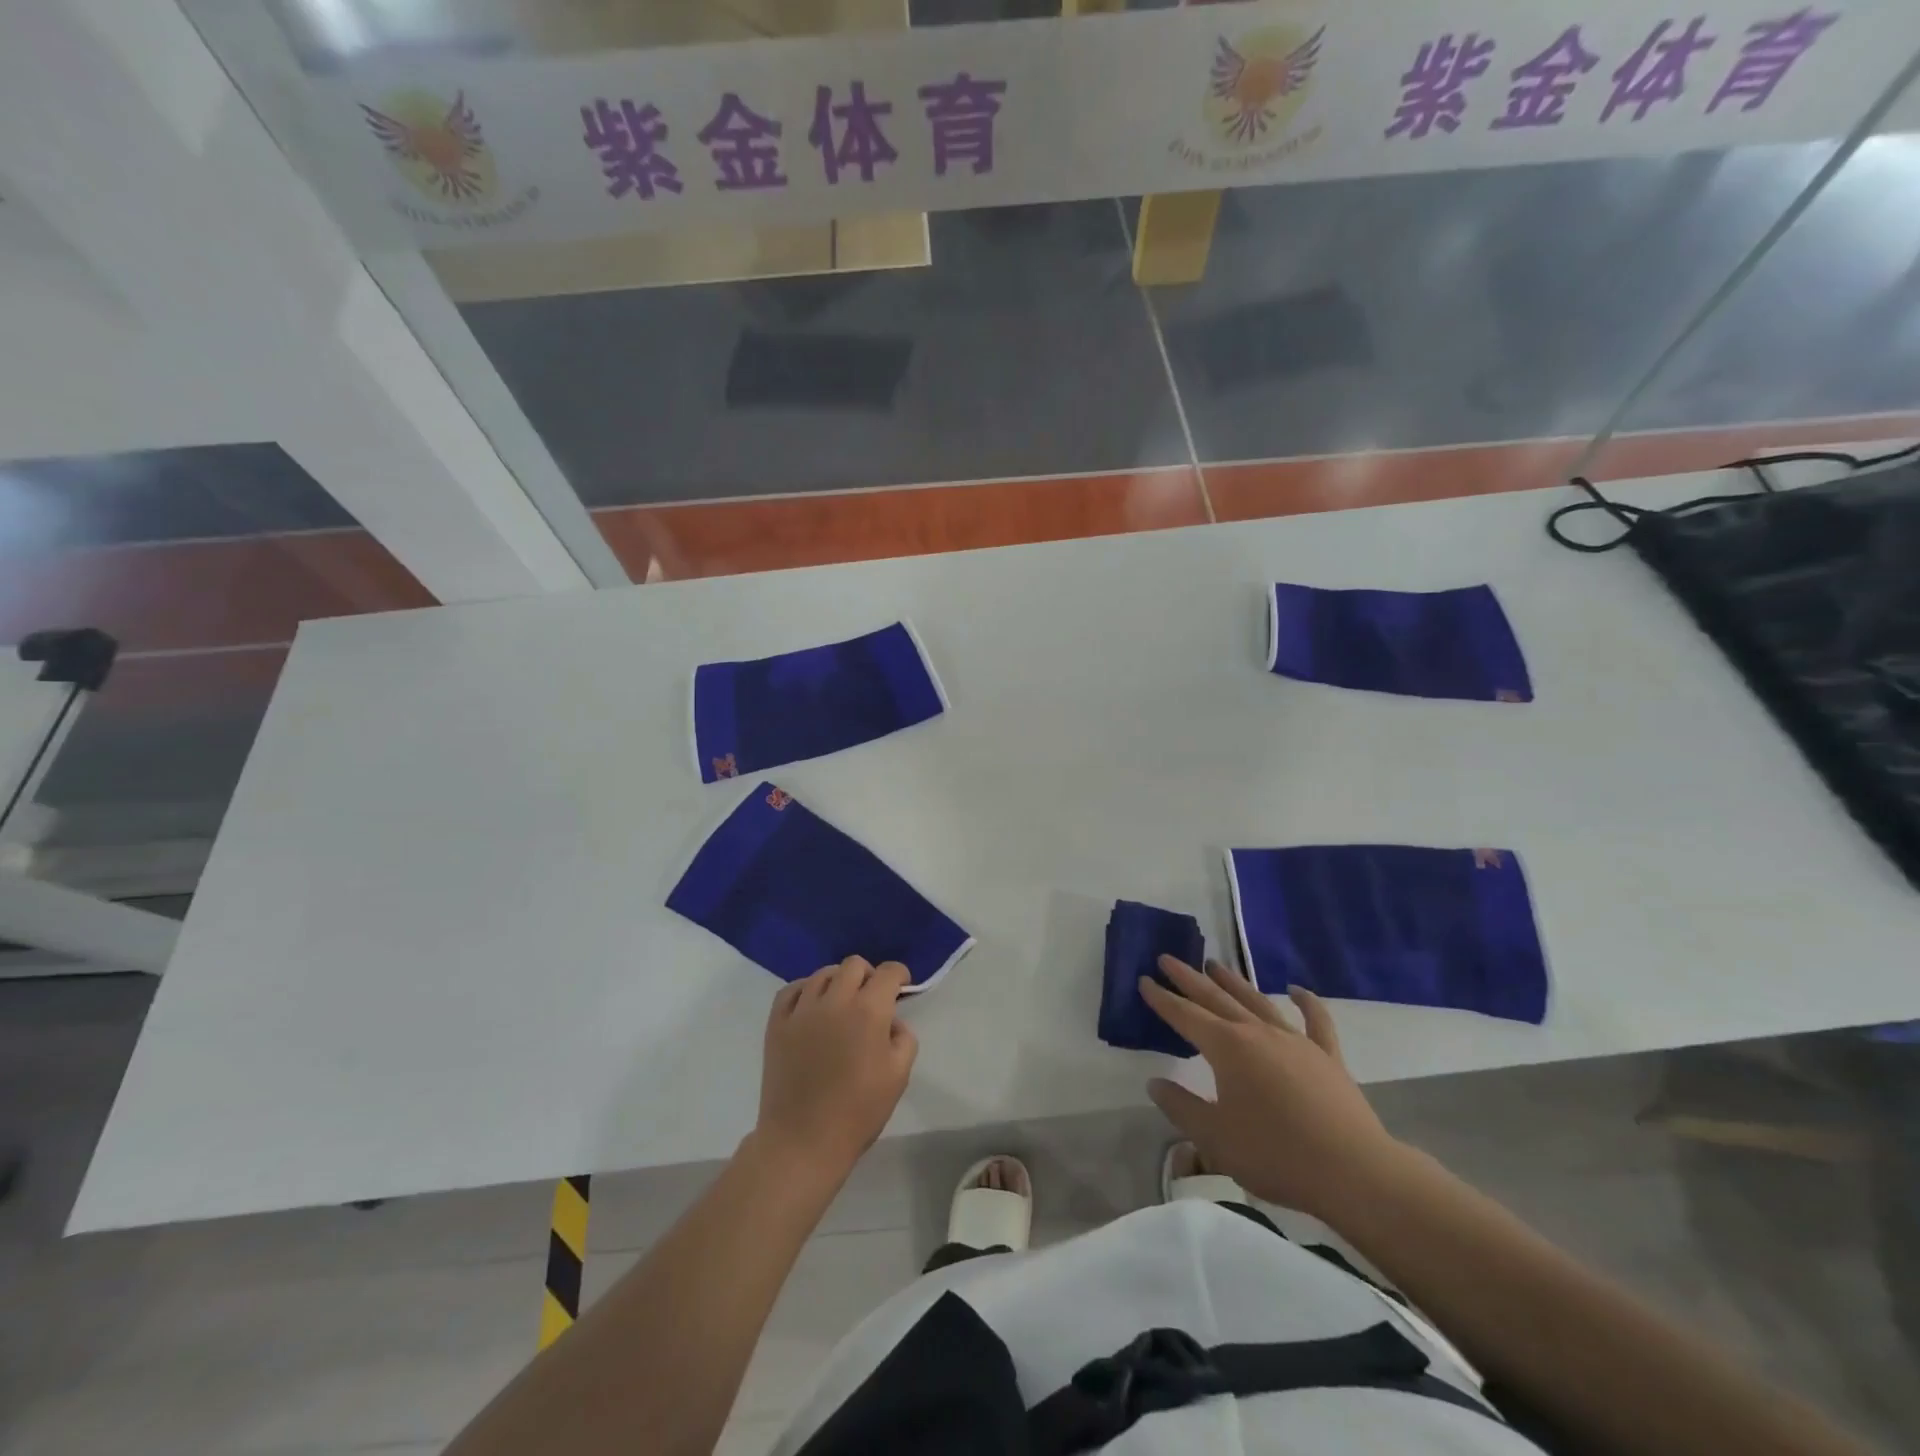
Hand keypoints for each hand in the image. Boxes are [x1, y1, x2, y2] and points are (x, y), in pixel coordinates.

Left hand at [753, 957, 917, 1186]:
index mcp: (869, 1011)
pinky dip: (805, 990)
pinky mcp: (777, 1023)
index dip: (899, 975)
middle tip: (871, 998)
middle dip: (869, 975)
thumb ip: (904, 1038)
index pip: (888, 972)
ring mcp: (802, 1009)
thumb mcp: (899, 1076)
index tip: (901, 987)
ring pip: (823, 973)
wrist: (803, 1141)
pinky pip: (791, 990)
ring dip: (838, 981)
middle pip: (854, 965)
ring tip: (841, 1003)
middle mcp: (835, 1000)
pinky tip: (812, 1006)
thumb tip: (890, 1022)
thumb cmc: (857, 1112)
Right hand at [1141, 957, 1405, 1222]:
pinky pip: (1316, 1020)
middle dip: (1189, 979)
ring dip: (1233, 982)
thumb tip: (1155, 1083)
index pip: (1185, 1016)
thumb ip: (1181, 1107)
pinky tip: (1296, 989)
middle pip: (1216, 999)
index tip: (1145, 980)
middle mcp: (1257, 1033)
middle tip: (1168, 958)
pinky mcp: (1327, 1057)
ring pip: (1257, 1001)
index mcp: (1227, 1048)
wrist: (1353, 1172)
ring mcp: (1295, 1041)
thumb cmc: (1275, 1154)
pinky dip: (1306, 1002)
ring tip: (1214, 964)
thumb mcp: (1214, 1138)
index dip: (1163, 999)